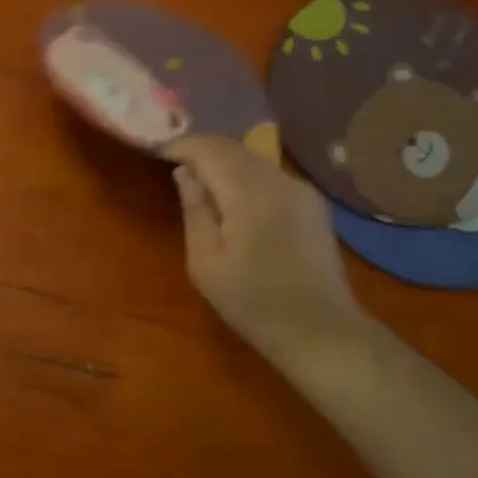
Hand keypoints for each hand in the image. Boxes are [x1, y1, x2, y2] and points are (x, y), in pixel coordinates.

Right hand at [169, 135, 364, 372]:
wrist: (321, 331)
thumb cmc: (254, 303)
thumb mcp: (206, 263)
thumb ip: (195, 211)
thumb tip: (185, 174)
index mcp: (250, 193)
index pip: (209, 150)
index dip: (181, 145)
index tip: (157, 151)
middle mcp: (279, 180)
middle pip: (233, 148)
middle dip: (200, 150)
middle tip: (172, 160)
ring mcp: (301, 190)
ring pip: (253, 159)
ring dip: (223, 161)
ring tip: (197, 178)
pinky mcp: (312, 204)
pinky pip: (269, 175)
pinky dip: (243, 175)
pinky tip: (231, 197)